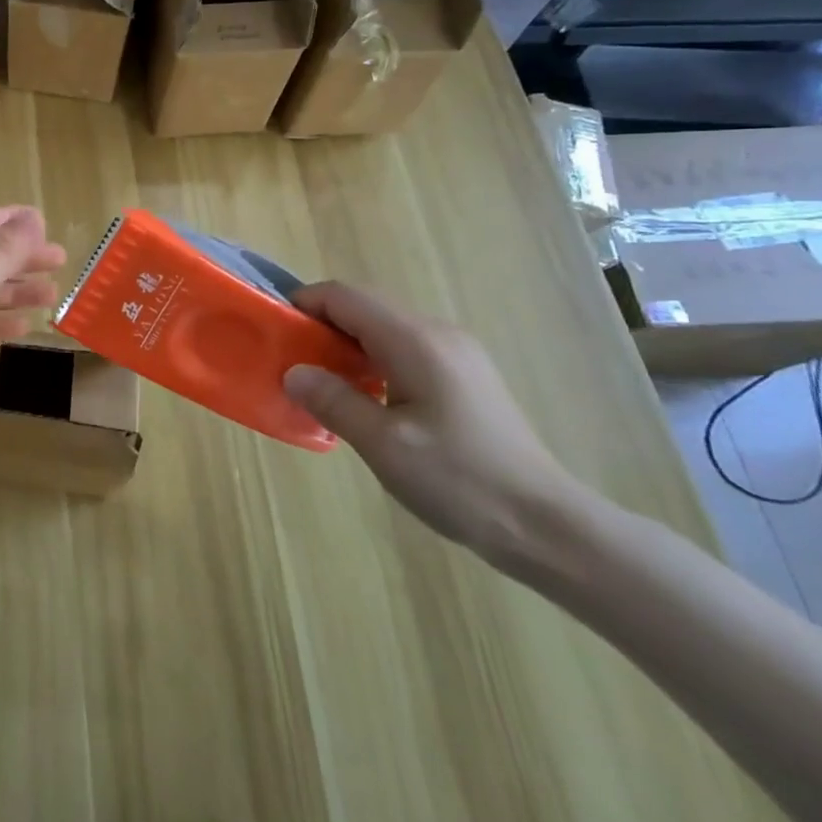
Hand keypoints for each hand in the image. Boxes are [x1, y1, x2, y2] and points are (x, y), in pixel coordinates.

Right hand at [281, 281, 584, 563]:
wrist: (545, 525)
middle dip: (321, 324)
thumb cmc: (459, 481)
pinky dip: (372, 358)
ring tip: (321, 381)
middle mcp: (437, 333)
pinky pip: (404, 347)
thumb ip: (333, 400)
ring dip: (346, 343)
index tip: (276, 331)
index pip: (345, 296)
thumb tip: (293, 372)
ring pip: (384, 327)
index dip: (304, 303)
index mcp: (415, 341)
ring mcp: (456, 353)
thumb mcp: (383, 444)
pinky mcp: (464, 375)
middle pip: (364, 306)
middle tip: (292, 360)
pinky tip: (365, 396)